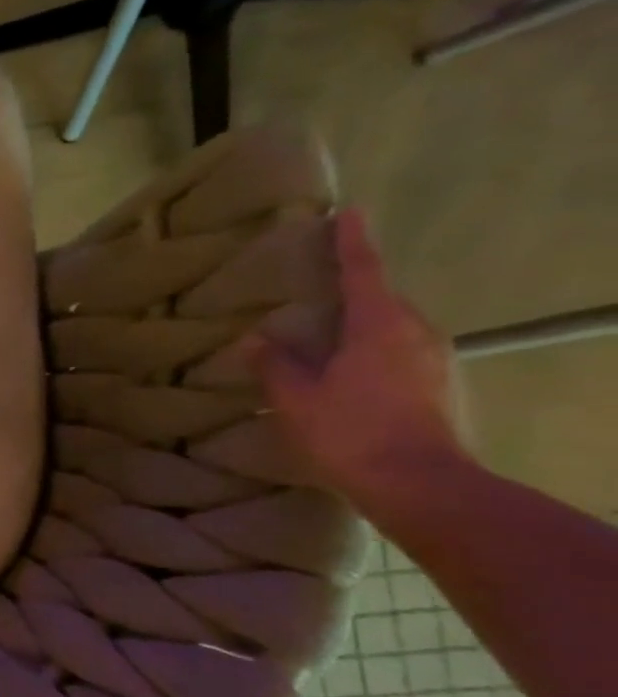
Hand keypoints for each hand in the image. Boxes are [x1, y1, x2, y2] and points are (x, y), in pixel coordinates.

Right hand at [252, 208, 470, 515]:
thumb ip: (275, 364)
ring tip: (329, 339)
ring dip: (363, 326)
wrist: (419, 483)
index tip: (349, 212)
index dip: (352, 242)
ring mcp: (436, 360)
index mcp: (379, 325)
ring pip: (394, 329)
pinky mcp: (440, 386)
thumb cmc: (350, 431)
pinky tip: (351, 376)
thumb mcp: (296, 398)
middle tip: (319, 292)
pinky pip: (402, 354)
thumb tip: (255, 339)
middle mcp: (416, 333)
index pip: (363, 271)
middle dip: (353, 292)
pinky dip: (375, 353)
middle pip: (382, 300)